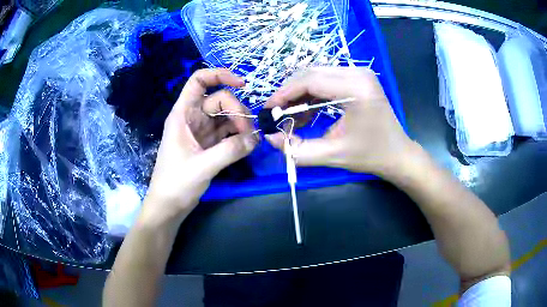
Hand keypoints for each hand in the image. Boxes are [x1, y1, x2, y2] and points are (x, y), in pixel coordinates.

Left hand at [143, 69, 257, 221]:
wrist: (169, 206)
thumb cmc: (176, 184)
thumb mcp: (203, 166)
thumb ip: (230, 150)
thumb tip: (256, 138)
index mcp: (183, 114)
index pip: (198, 81)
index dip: (219, 75)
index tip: (242, 84)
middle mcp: (192, 118)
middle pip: (219, 99)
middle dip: (237, 111)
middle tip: (250, 133)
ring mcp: (200, 131)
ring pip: (225, 115)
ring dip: (240, 123)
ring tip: (251, 140)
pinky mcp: (207, 144)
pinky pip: (226, 131)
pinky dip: (238, 135)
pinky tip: (248, 144)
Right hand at [265, 67, 417, 178]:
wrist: (397, 154)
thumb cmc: (371, 156)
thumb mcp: (333, 155)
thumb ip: (297, 150)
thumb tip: (270, 138)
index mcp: (356, 88)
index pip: (310, 80)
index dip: (284, 93)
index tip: (269, 110)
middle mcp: (358, 73)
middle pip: (311, 73)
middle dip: (289, 93)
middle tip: (277, 113)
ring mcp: (359, 73)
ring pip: (316, 74)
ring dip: (300, 93)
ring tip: (291, 116)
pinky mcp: (358, 78)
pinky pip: (327, 79)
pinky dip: (312, 94)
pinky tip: (307, 112)